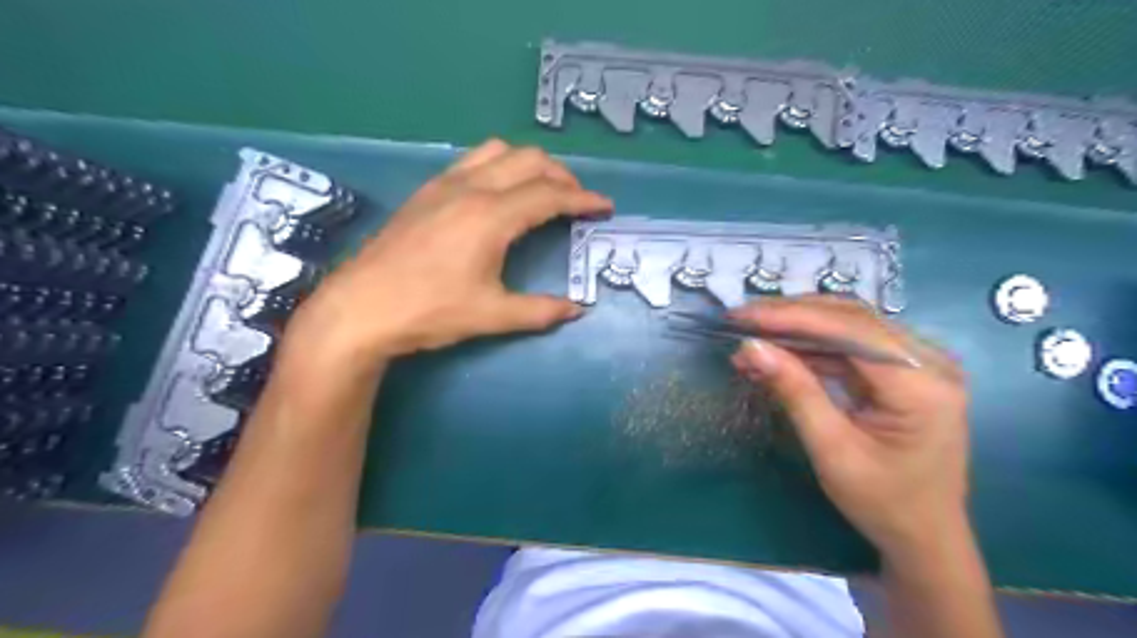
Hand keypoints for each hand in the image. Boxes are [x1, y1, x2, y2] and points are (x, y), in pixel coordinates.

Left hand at [285, 139, 614, 368]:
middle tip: (577, 201)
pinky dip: (499, 166)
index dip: (583, 199)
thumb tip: (577, 310)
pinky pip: (472, 161)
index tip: (605, 206)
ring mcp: (444, 185)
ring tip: (542, 190)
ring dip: (529, 165)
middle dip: (562, 176)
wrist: (360, 307)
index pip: (550, 196)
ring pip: (499, 152)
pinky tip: (498, 193)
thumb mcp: (492, 316)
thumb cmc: (429, 311)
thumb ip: (540, 310)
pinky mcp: (426, 192)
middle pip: (529, 161)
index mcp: (492, 217)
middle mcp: (471, 189)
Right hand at [729, 296, 966, 557]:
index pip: (849, 329)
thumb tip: (750, 347)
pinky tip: (778, 353)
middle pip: (851, 318)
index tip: (743, 316)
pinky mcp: (904, 372)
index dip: (791, 317)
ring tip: (752, 337)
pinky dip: (811, 347)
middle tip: (741, 319)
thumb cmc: (883, 502)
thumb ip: (794, 391)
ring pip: (848, 326)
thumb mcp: (831, 449)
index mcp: (922, 384)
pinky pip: (851, 346)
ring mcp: (920, 364)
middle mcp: (930, 361)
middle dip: (791, 315)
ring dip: (797, 329)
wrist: (924, 536)